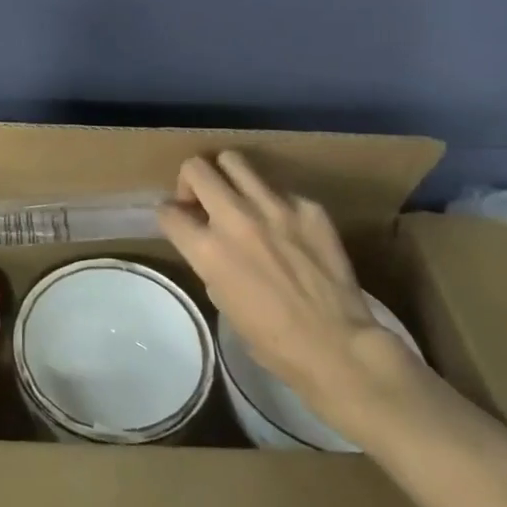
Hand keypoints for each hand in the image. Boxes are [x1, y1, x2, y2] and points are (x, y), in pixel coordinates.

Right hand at [158, 151, 433, 445]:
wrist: (338, 346)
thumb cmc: (273, 340)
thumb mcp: (222, 301)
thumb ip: (208, 260)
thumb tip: (207, 240)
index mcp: (209, 249)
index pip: (167, 211)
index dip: (169, 216)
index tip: (179, 221)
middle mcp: (236, 217)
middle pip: (196, 168)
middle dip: (191, 181)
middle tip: (203, 200)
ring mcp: (274, 206)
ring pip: (233, 160)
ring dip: (227, 177)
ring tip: (238, 198)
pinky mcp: (308, 206)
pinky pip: (279, 189)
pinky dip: (273, 203)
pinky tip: (286, 228)